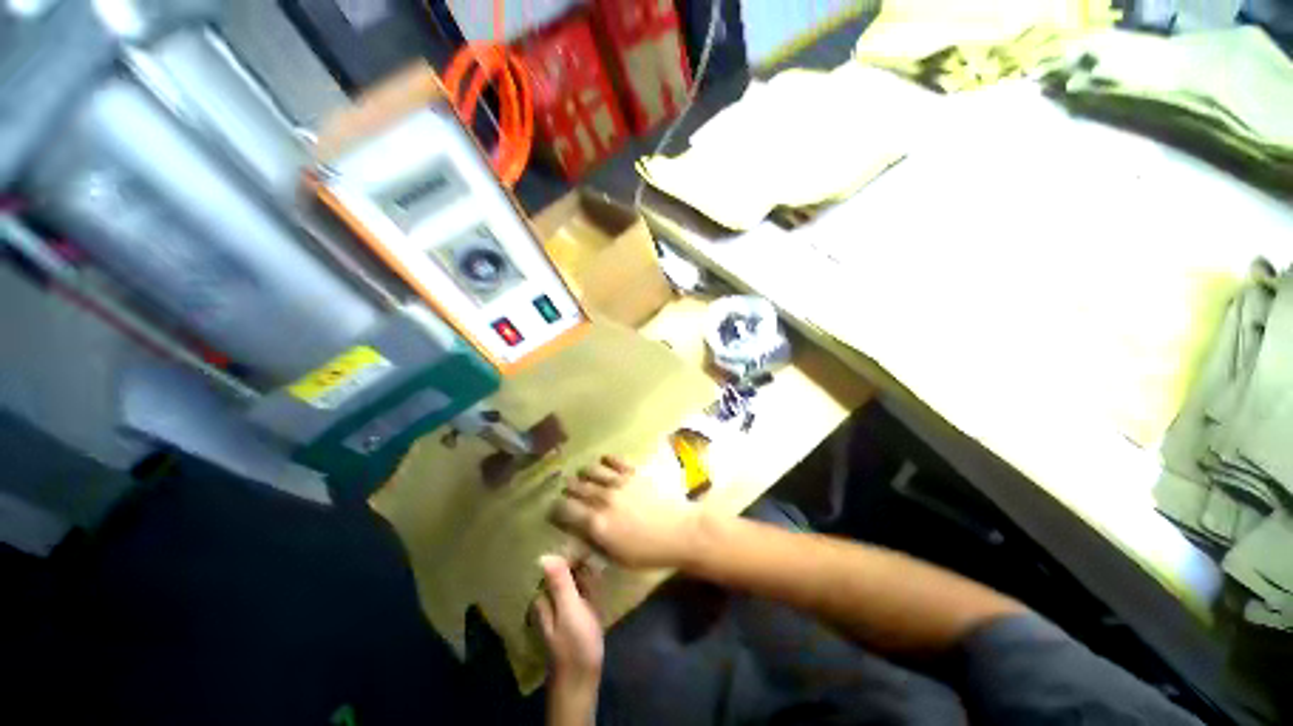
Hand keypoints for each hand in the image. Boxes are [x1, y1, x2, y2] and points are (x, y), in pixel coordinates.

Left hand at [533, 555, 603, 686]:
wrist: (581, 680)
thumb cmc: (575, 644)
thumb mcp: (569, 610)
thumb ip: (559, 583)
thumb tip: (544, 555)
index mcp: (544, 597)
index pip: (555, 564)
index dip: (571, 555)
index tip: (589, 549)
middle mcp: (548, 599)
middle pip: (563, 571)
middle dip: (578, 562)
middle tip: (597, 557)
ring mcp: (561, 608)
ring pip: (571, 580)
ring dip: (583, 572)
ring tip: (599, 563)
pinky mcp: (572, 615)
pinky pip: (579, 591)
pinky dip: (587, 584)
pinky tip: (598, 580)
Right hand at [551, 455, 701, 568]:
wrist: (679, 530)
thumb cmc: (649, 551)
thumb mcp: (617, 557)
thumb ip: (595, 543)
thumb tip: (579, 533)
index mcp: (596, 524)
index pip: (565, 512)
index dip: (555, 510)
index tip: (553, 509)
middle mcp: (602, 500)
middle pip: (577, 489)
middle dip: (568, 489)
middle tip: (567, 490)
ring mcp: (618, 483)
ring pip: (591, 471)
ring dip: (583, 473)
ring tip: (582, 474)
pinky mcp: (633, 472)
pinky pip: (614, 460)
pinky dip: (605, 460)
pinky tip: (603, 461)